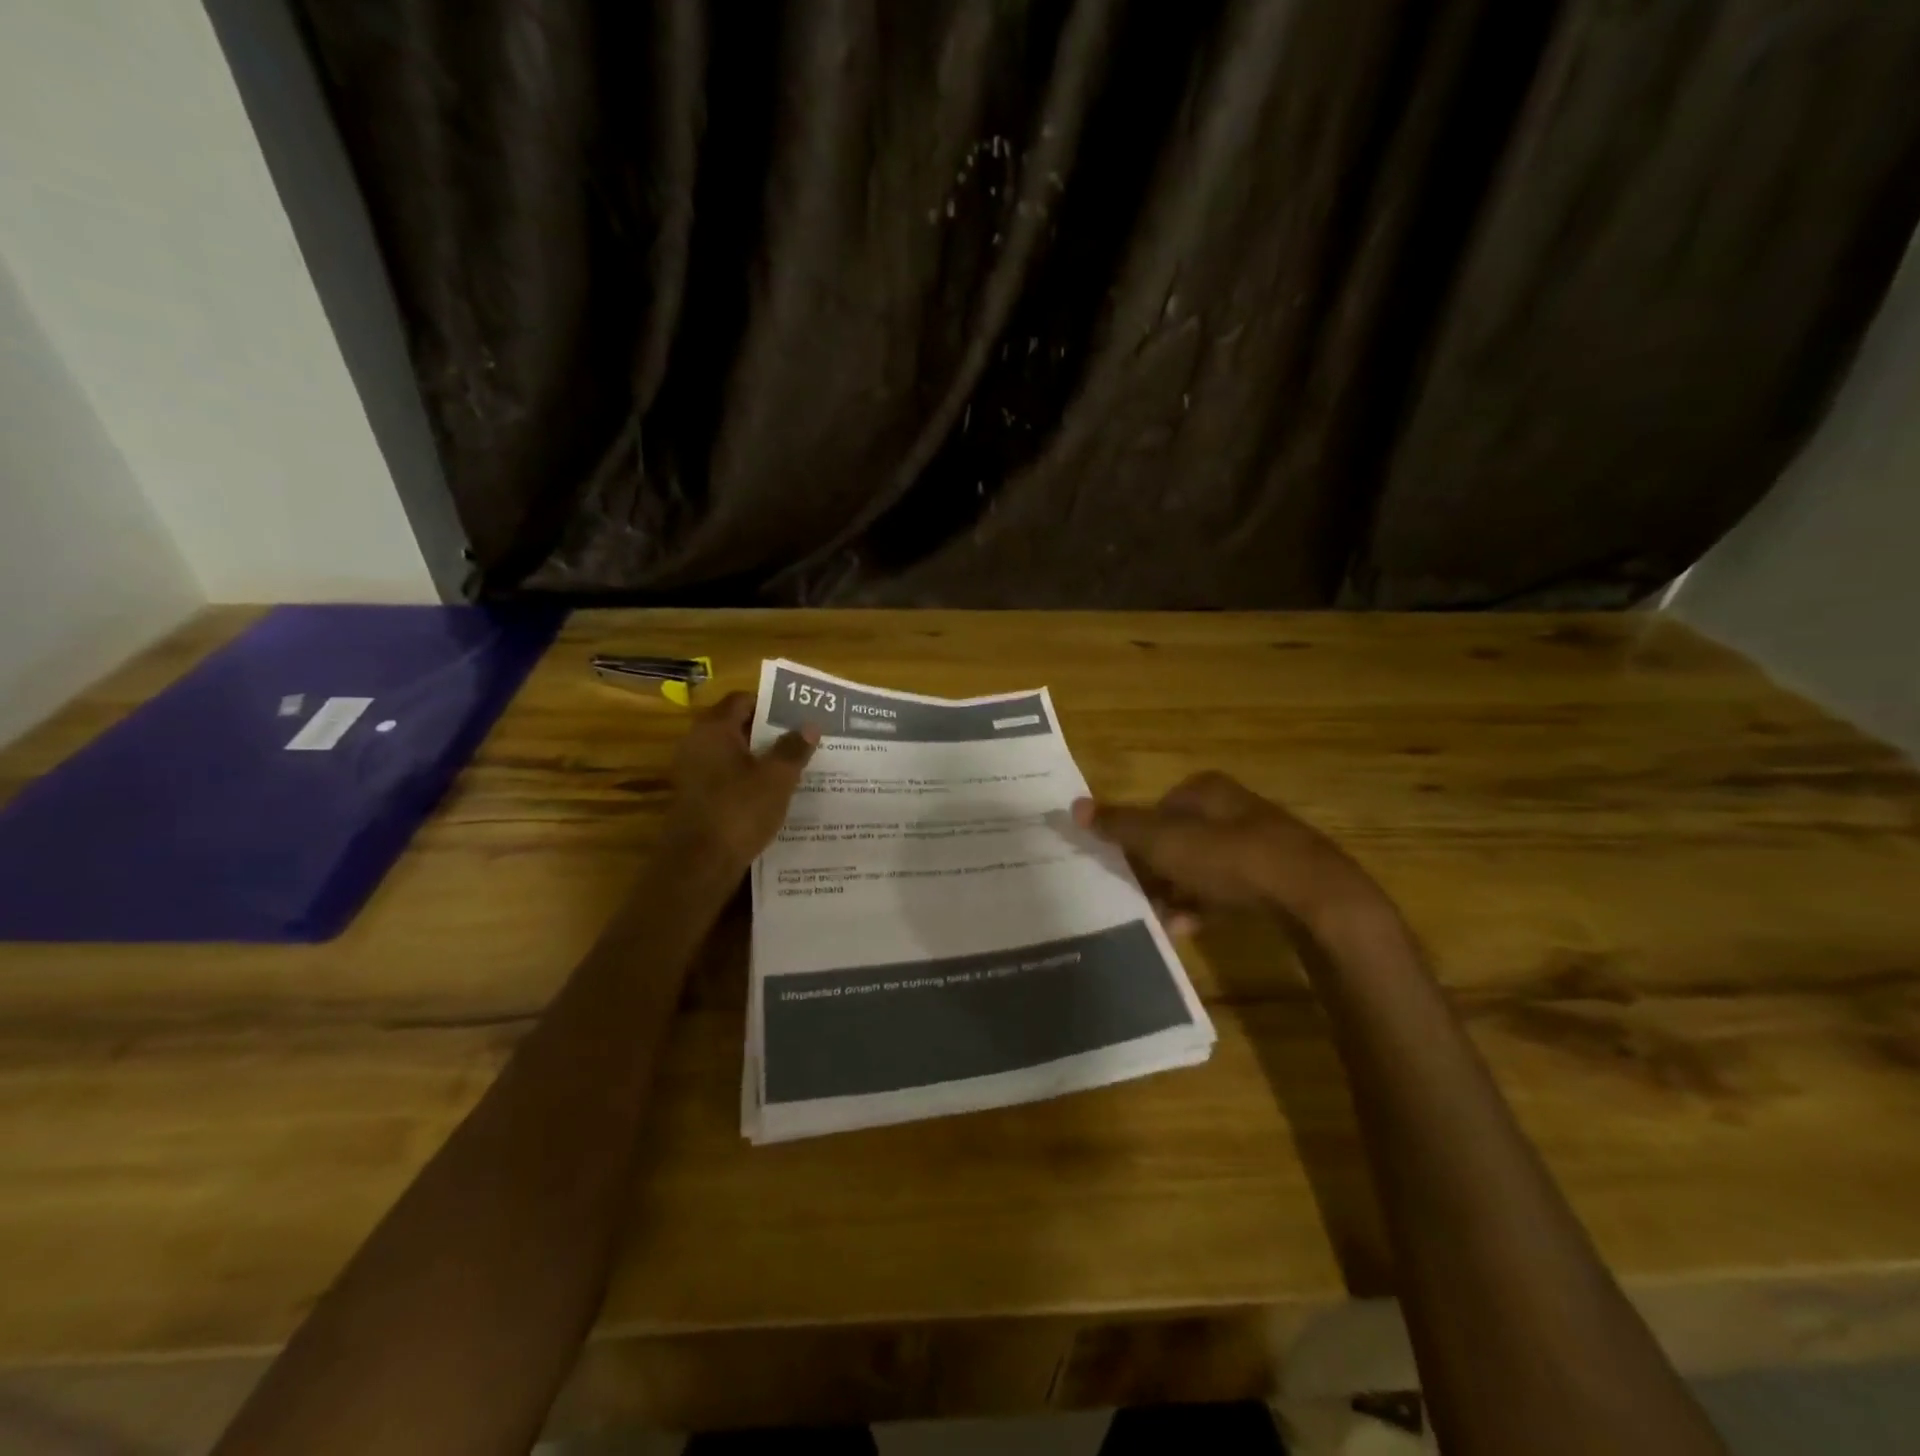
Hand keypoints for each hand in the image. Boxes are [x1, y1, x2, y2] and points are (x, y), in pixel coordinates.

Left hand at [661, 692, 817, 875]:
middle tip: (804, 739)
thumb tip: (810, 725)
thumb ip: (794, 749)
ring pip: (734, 755)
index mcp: (714, 729)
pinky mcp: (697, 799)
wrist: (699, 864)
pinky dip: (750, 780)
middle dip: (771, 732)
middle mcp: (698, 744)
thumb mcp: (777, 778)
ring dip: (762, 759)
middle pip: (738, 727)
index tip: (799, 714)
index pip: (743, 700)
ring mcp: (694, 773)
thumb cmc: (739, 810)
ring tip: (796, 766)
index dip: (772, 704)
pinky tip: (775, 794)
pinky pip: (728, 778)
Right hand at [1072, 771, 1378, 930]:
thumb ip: (1119, 824)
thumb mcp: (1162, 840)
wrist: (1312, 895)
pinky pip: (1230, 888)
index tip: (1123, 864)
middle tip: (1139, 894)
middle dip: (1158, 869)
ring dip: (1179, 891)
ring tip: (1161, 918)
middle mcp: (1233, 809)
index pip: (1158, 807)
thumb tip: (1074, 805)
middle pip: (1180, 838)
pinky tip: (1191, 929)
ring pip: (1204, 866)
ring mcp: (1260, 842)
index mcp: (1205, 790)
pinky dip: (1207, 905)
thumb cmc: (1227, 857)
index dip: (1138, 835)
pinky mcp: (1277, 876)